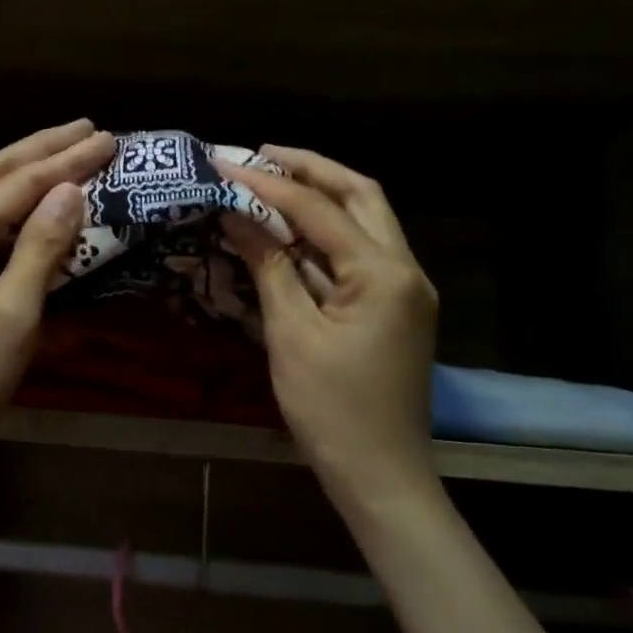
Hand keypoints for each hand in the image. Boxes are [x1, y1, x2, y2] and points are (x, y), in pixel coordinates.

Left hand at [0, 120, 114, 499]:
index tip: (109, 139)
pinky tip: (36, 209)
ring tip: (66, 153)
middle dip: (41, 148)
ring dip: (26, 171)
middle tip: (86, 129)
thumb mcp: (12, 317)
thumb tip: (70, 191)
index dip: (66, 161)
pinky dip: (16, 208)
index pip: (19, 185)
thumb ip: (41, 250)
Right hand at [217, 146, 439, 491]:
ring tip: (272, 182)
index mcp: (383, 273)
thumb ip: (269, 266)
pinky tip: (290, 232)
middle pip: (361, 196)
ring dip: (321, 198)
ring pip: (366, 221)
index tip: (227, 164)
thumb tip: (237, 216)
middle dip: (311, 170)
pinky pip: (360, 254)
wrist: (381, 476)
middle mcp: (405, 268)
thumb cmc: (331, 409)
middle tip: (262, 156)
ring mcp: (405, 288)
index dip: (269, 185)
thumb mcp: (291, 334)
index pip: (320, 210)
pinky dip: (326, 235)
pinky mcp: (394, 307)